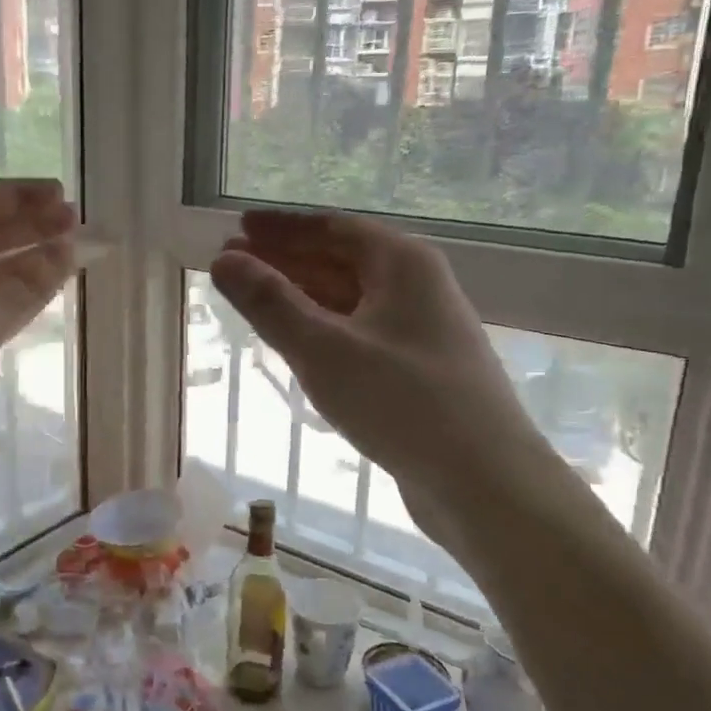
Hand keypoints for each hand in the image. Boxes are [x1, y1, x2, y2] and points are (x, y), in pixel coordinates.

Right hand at [210, 210, 581, 538]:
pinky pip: (359, 334)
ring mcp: (420, 331)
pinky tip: (297, 345)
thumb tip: (224, 260)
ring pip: (349, 301)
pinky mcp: (418, 371)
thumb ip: (270, 303)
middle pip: (340, 260)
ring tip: (254, 302)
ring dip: (301, 297)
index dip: (281, 227)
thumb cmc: (402, 402)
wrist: (486, 483)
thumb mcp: (323, 349)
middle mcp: (416, 287)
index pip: (331, 228)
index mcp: (402, 264)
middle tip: (232, 265)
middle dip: (285, 261)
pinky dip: (323, 330)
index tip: (239, 227)